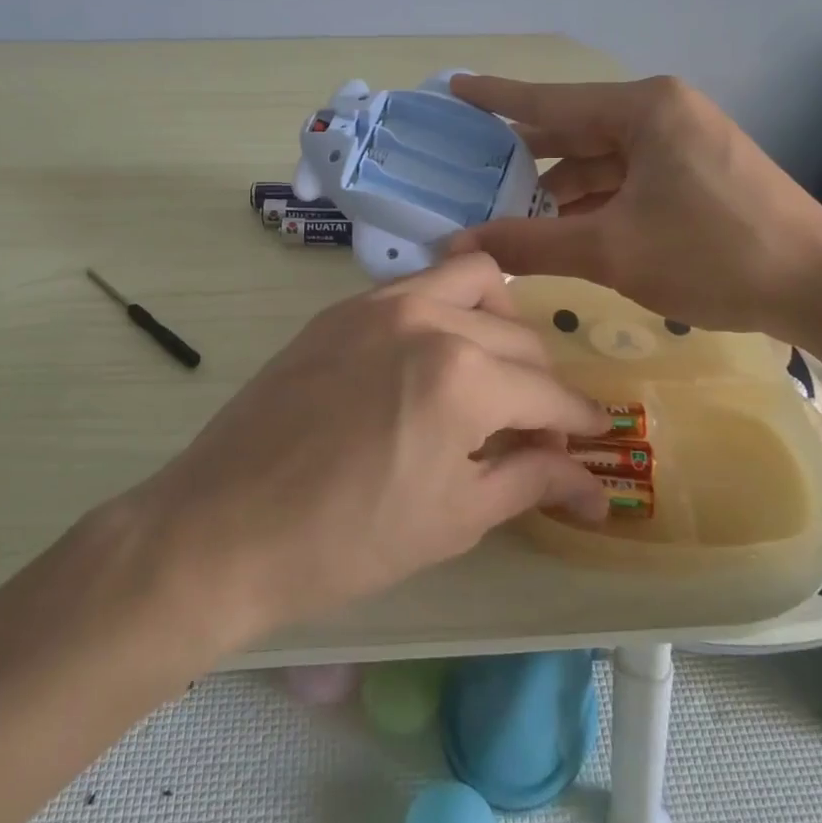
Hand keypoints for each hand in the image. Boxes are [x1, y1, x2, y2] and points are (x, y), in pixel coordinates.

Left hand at [127, 253, 609, 646]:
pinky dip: (447, 308)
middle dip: (542, 384)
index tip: (595, 439)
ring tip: (492, 373)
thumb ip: (530, 482)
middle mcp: (428, 318)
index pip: (550, 392)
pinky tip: (435, 358)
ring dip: (500, 322)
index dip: (580, 421)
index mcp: (463, 376)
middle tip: (534, 432)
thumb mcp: (453, 518)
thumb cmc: (346, 541)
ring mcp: (379, 303)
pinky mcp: (342, 308)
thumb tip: (596, 486)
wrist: (224, 527)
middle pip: (520, 336)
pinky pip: (417, 286)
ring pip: (472, 280)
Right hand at [447, 74, 821, 338]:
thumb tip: (459, 246)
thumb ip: (530, 243)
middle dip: (526, 154)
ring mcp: (684, 141)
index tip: (454, 86)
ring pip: (603, 159)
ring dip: (561, 187)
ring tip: (509, 211)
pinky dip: (596, 200)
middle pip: (575, 129)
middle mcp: (663, 112)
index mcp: (644, 108)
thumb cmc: (713, 255)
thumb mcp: (611, 250)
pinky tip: (565, 226)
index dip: (496, 97)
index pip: (550, 100)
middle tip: (471, 167)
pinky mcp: (698, 172)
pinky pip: (629, 177)